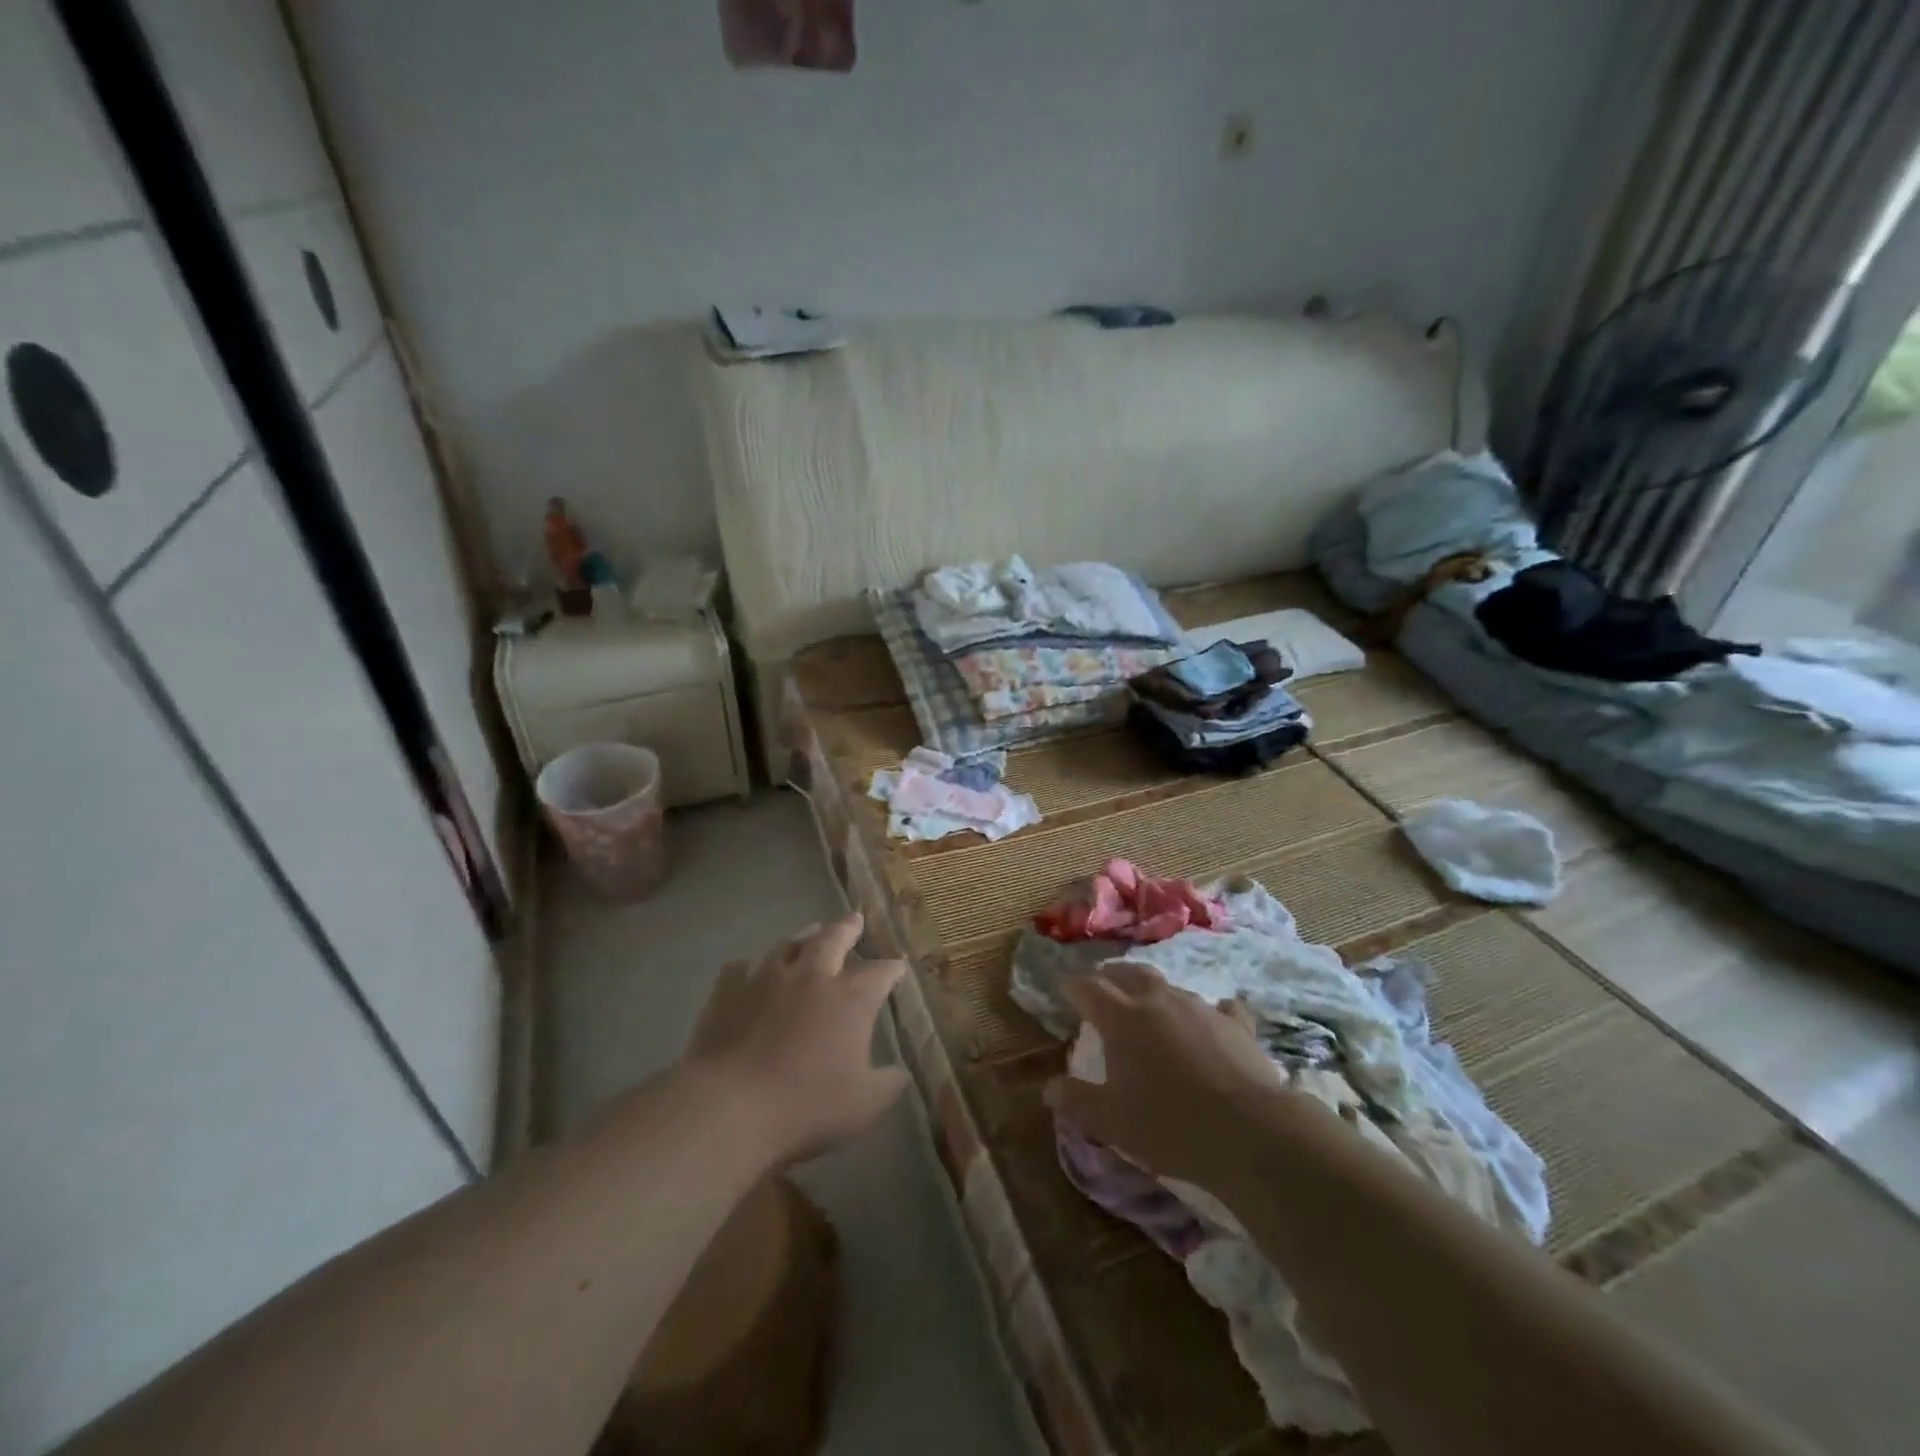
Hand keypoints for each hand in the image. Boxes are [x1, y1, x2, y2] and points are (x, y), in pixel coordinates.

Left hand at [682, 913, 909, 1164]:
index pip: (880, 973)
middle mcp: (812, 977)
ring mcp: (767, 978)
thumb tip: (901, 1073)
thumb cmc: (806, 1105)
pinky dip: (749, 967)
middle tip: (854, 920)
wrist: (731, 1105)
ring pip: (789, 945)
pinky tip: (749, 970)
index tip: (898, 967)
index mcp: (850, 999)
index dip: (892, 969)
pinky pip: (740, 968)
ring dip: (803, 936)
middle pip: (834, 939)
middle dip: (848, 929)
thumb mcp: (864, 1106)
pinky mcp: (729, 990)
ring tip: (811, 930)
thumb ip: (888, 1085)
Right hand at [1046, 963, 1284, 1186]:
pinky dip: (1208, 1012)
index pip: (1087, 988)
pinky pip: (1219, 1008)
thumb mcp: (1111, 1122)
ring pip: (1169, 987)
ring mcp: (1200, 1008)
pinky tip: (1213, 1020)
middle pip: (1128, 973)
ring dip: (1154, 993)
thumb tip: (1048, 1088)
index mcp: (1121, 1017)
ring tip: (1150, 1008)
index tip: (1063, 990)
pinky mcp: (1237, 1024)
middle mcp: (1158, 1000)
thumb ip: (1076, 1100)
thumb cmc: (1170, 1125)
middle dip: (1111, 977)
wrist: (1251, 1132)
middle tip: (1103, 987)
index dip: (1072, 986)